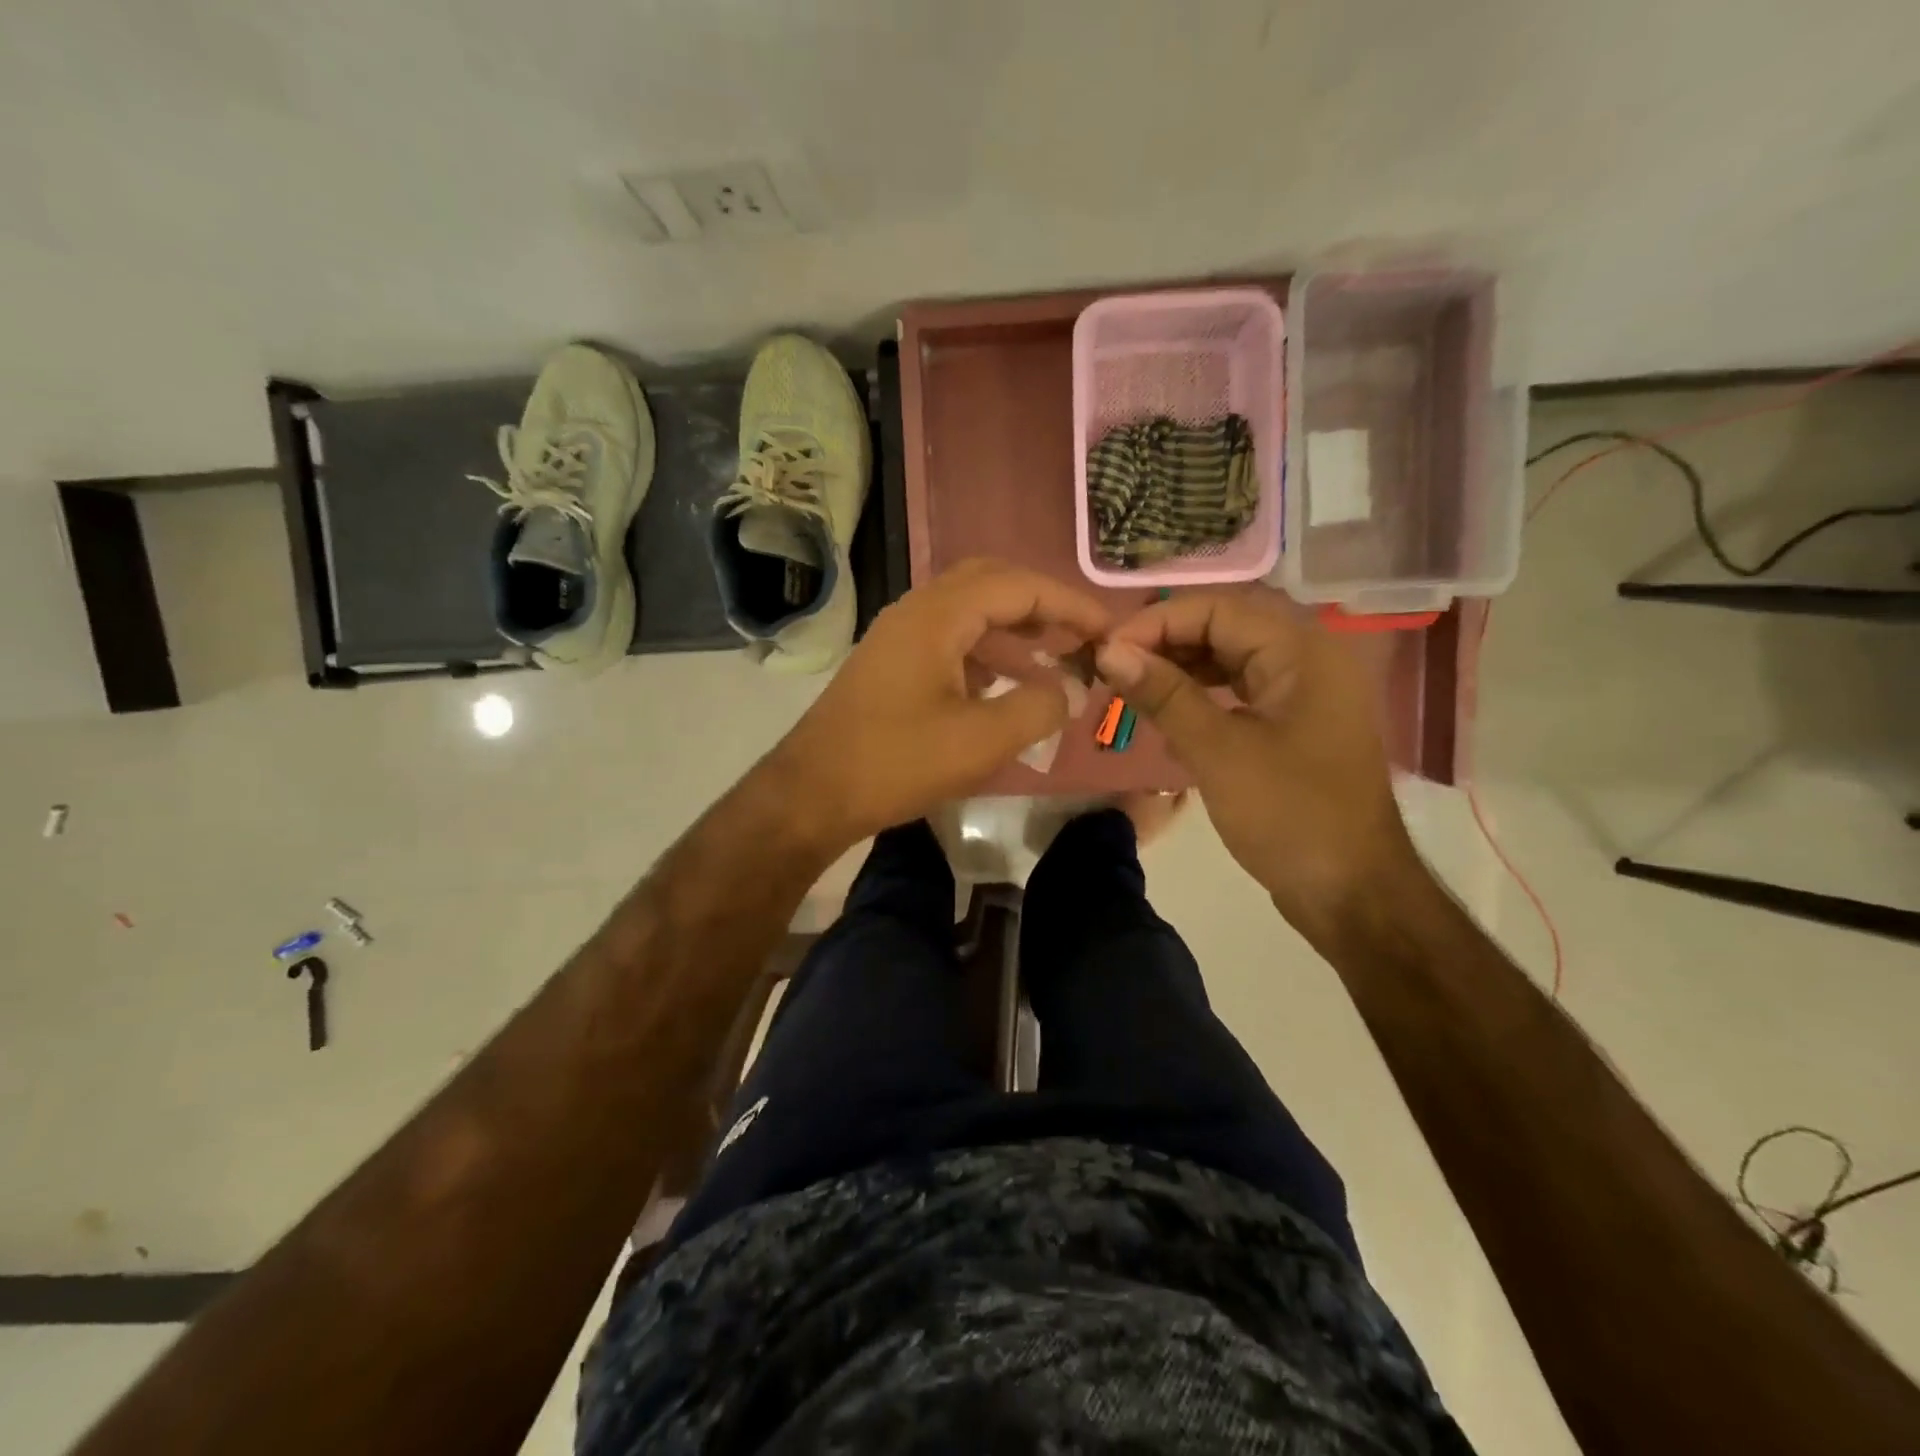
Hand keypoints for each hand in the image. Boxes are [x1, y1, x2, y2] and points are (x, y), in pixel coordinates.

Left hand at [768, 559, 1111, 850]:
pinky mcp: (891, 666)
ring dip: (1014, 629)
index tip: (1107, 630)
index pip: (1018, 586)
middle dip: (1041, 605)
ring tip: (1054, 660)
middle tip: (1079, 635)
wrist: (813, 793)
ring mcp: (898, 637)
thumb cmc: (897, 762)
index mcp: (938, 615)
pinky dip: (986, 653)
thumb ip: (1040, 707)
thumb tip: (1074, 689)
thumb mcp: (982, 740)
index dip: (1069, 604)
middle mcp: (916, 612)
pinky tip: (1006, 685)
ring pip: (968, 613)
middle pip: (990, 584)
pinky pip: (949, 641)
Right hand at [1096, 587, 1422, 934]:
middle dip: (1165, 641)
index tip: (1107, 651)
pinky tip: (1166, 712)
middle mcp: (1308, 658)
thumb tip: (1108, 651)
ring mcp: (1304, 692)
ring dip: (1180, 666)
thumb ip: (1164, 694)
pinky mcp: (1294, 723)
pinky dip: (1201, 694)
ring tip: (1131, 686)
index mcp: (1301, 651)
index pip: (1217, 608)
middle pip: (1225, 626)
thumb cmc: (1289, 815)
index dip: (1157, 622)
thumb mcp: (1218, 751)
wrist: (1351, 893)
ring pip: (1231, 657)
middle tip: (1113, 667)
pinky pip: (1240, 689)